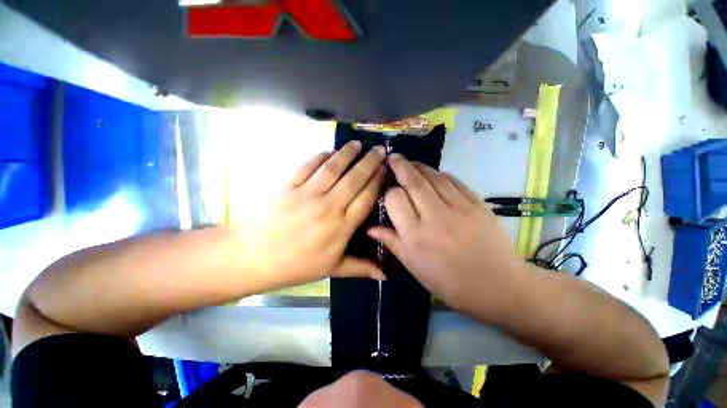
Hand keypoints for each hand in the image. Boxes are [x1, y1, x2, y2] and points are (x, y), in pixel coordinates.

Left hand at [236, 142, 386, 292]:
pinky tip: (329, 152)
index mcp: (341, 227)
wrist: (251, 257)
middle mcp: (328, 207)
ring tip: (357, 144)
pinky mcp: (287, 185)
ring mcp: (307, 194)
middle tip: (379, 149)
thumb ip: (360, 268)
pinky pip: (308, 166)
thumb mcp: (331, 269)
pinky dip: (320, 157)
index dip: (377, 181)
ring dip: (347, 154)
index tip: (385, 169)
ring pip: (333, 168)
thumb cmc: (295, 266)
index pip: (366, 198)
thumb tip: (386, 275)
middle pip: (354, 179)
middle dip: (370, 162)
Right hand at [368, 154, 524, 320]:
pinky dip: (441, 175)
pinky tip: (435, 175)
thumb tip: (371, 228)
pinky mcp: (478, 203)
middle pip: (414, 182)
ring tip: (411, 164)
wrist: (496, 285)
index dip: (389, 192)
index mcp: (416, 236)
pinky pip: (455, 181)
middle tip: (393, 157)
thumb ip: (392, 242)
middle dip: (400, 165)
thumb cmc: (448, 281)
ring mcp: (459, 208)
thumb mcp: (413, 266)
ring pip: (434, 177)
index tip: (389, 192)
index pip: (395, 199)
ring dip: (420, 167)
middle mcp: (435, 217)